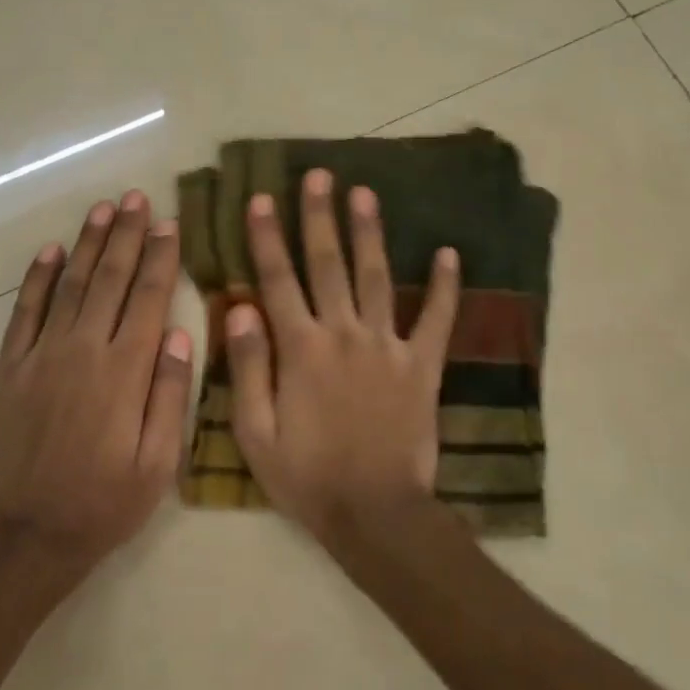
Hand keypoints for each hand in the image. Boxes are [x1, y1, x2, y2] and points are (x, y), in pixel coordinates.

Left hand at [0, 190, 192, 564]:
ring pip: (71, 285)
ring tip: (103, 209)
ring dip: (89, 244)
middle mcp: (84, 350)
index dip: (160, 257)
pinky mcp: (11, 367)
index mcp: (125, 371)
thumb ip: (171, 394)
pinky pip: (25, 311)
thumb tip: (181, 334)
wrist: (29, 533)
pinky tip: (51, 251)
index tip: (169, 224)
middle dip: (127, 235)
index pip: (148, 298)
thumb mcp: (159, 463)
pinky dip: (38, 278)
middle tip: (137, 198)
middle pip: (111, 279)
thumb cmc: (105, 502)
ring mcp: (42, 355)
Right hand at [226, 168, 460, 542]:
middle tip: (319, 175)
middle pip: (328, 265)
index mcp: (300, 349)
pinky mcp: (422, 365)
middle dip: (320, 217)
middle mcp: (343, 335)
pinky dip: (444, 286)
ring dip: (370, 233)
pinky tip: (449, 252)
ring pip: (376, 278)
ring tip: (366, 192)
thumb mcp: (255, 432)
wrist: (374, 514)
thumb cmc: (307, 477)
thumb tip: (240, 307)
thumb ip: (248, 366)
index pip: (278, 280)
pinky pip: (436, 319)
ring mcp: (387, 347)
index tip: (263, 198)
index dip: (268, 237)